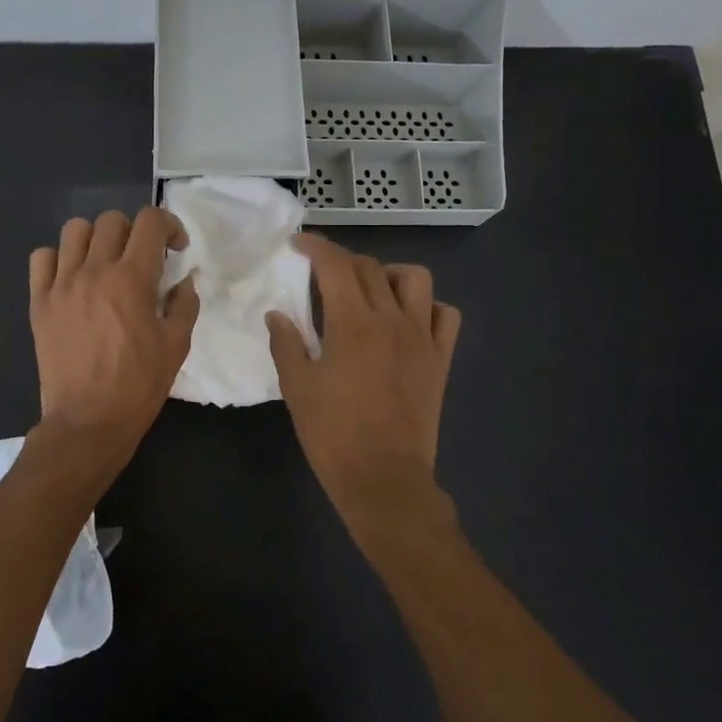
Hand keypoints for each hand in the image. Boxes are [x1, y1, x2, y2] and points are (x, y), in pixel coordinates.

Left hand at [29, 208, 199, 459]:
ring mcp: (61, 284)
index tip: (175, 249)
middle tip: (142, 260)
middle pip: (112, 220)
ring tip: (105, 264)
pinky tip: (72, 279)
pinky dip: (59, 258)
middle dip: (134, 232)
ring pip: (75, 230)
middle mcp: (94, 270)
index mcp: (132, 278)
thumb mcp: (177, 345)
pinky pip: (42, 257)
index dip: (169, 225)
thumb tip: (183, 281)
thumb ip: (184, 304)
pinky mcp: (39, 302)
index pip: (150, 221)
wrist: (88, 420)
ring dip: (96, 239)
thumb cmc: (139, 385)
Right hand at [266, 235, 461, 539]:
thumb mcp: (297, 388)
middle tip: (322, 274)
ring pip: (415, 279)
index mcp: (353, 324)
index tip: (299, 243)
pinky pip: (445, 315)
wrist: (384, 479)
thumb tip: (277, 313)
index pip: (336, 265)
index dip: (316, 246)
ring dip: (389, 274)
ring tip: (370, 292)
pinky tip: (407, 320)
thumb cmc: (333, 435)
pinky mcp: (440, 359)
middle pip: (370, 267)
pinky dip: (427, 306)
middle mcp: (392, 320)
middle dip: (342, 260)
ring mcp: (422, 337)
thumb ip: (286, 344)